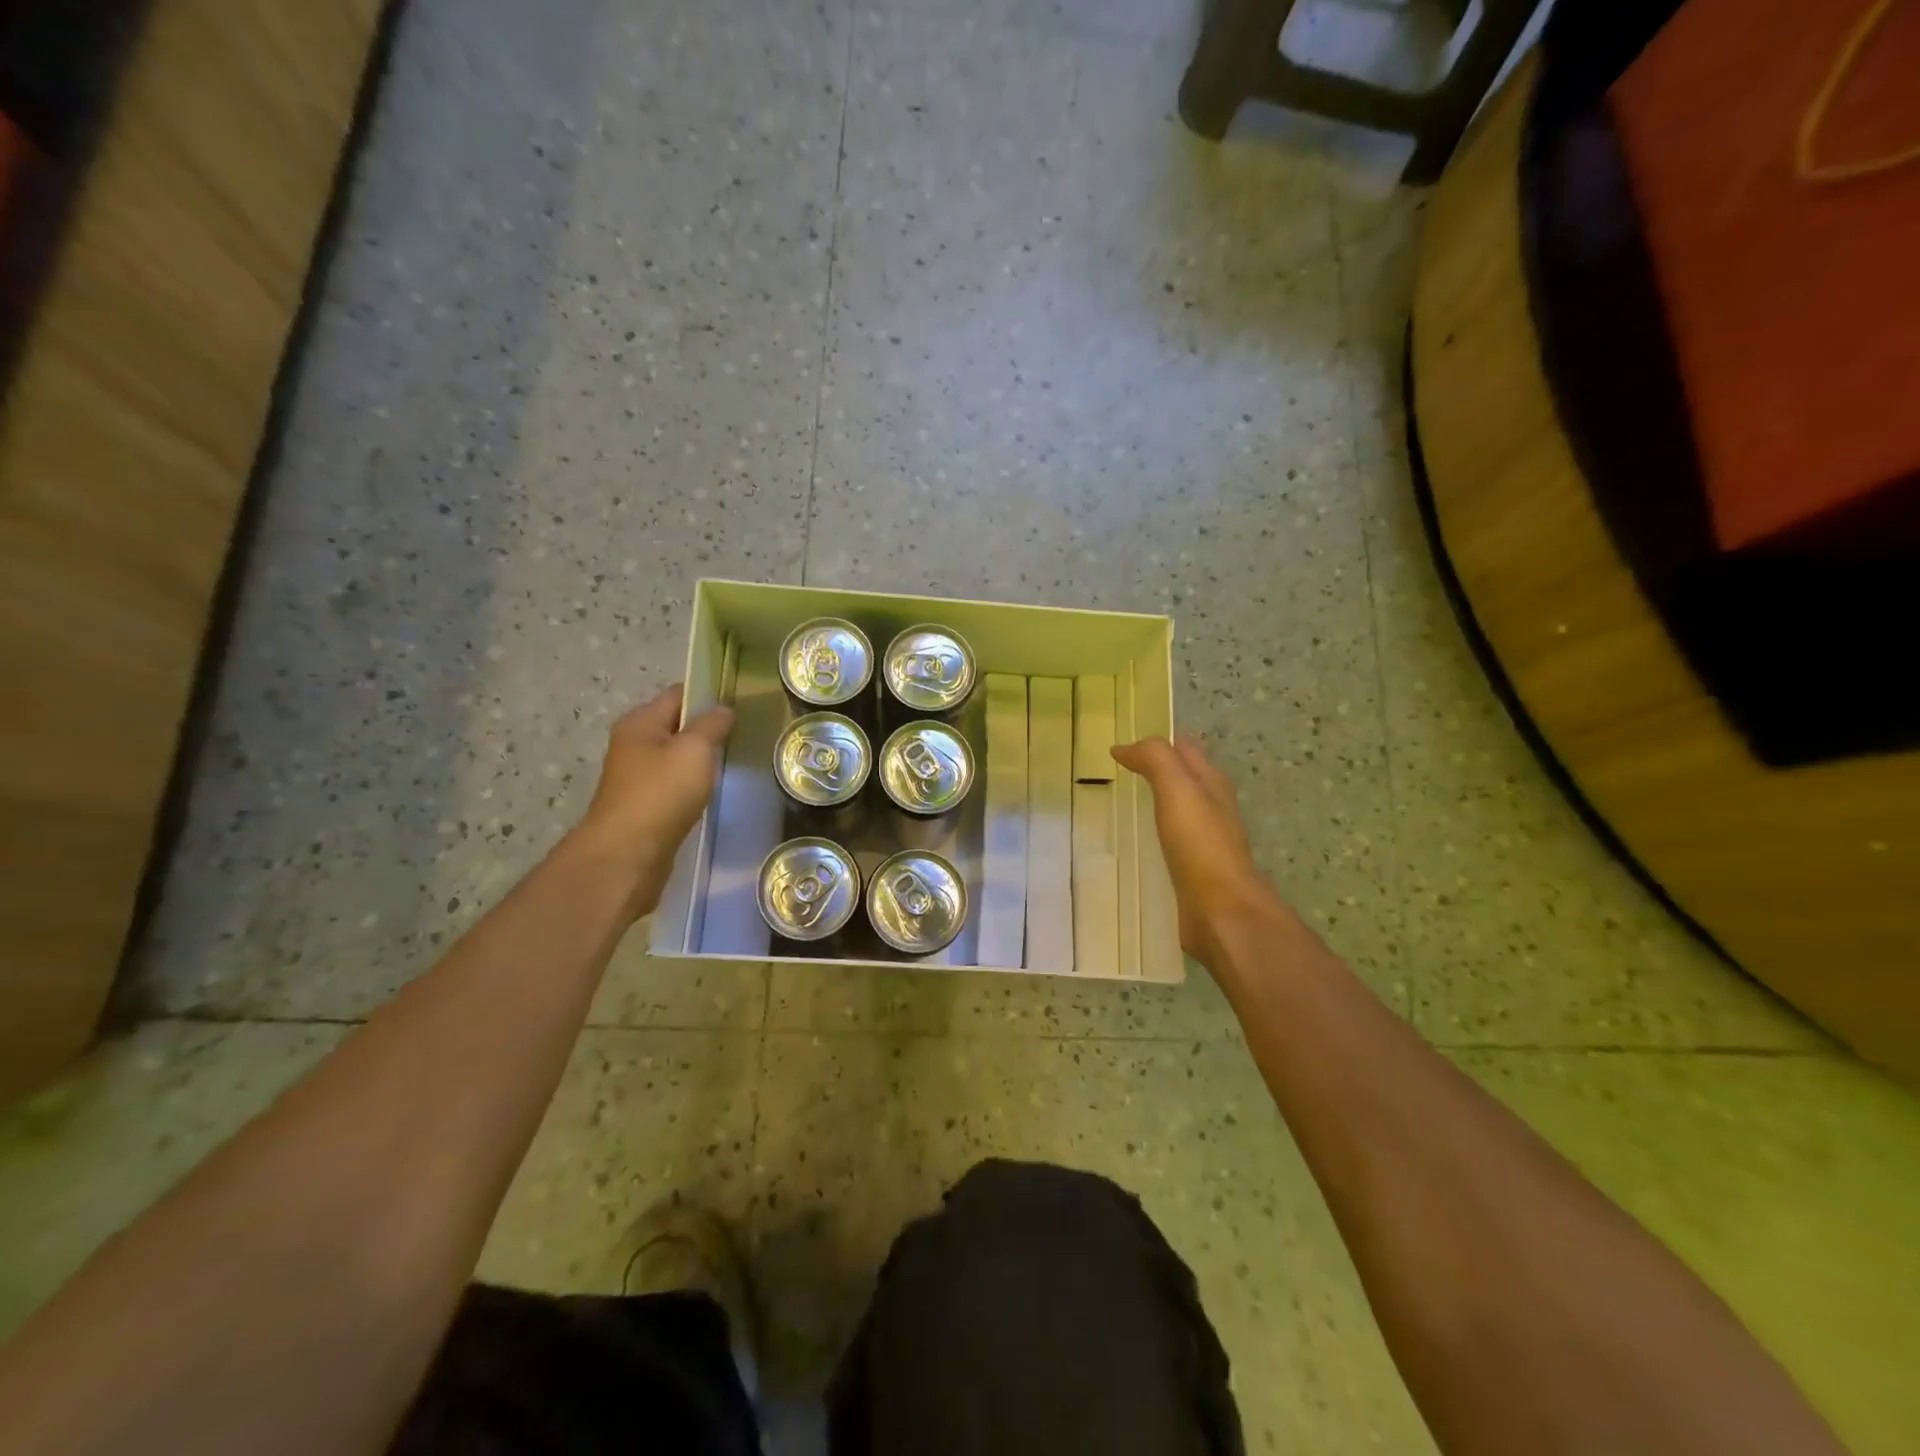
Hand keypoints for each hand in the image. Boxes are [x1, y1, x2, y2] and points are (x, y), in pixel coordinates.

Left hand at [576, 684, 733, 919]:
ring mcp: (637, 777)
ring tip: (734, 760)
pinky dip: (693, 784)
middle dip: (707, 728)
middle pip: (677, 726)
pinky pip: (674, 785)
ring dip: (700, 759)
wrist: (627, 854)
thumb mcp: (694, 750)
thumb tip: (724, 709)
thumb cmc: (661, 792)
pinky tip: (713, 791)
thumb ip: (712, 725)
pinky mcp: (645, 806)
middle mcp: (634, 744)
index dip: (709, 694)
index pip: (679, 694)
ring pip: (676, 757)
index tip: (741, 701)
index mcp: (640, 722)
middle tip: (744, 733)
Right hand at [1111, 734, 1293, 972]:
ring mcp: (1203, 841)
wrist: (1223, 911)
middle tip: (1116, 768)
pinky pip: (1169, 842)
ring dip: (1154, 802)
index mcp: (1211, 783)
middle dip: (1157, 769)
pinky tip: (1133, 842)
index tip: (1125, 740)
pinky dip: (1152, 834)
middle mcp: (1211, 808)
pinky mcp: (1192, 870)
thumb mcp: (1178, 788)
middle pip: (1184, 779)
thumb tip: (1124, 747)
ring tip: (1119, 801)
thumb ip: (1155, 760)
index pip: (1185, 749)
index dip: (1159, 739)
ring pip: (1176, 811)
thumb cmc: (1201, 844)